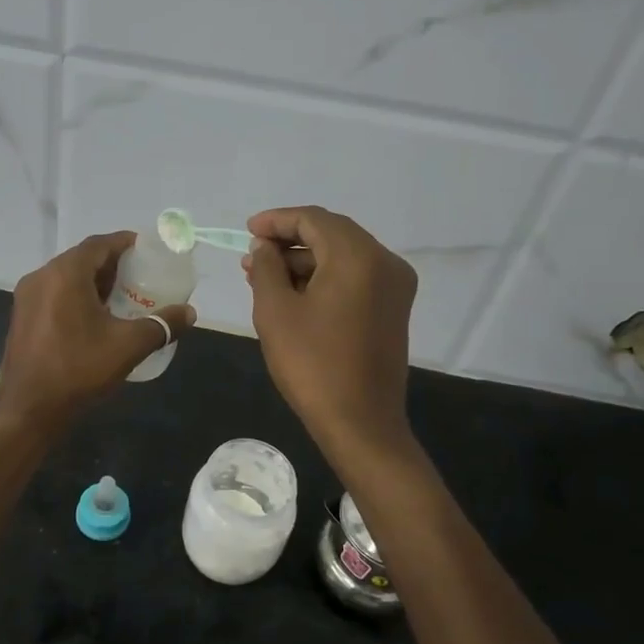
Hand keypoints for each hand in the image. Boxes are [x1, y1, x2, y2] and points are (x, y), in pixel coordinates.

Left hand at [0, 232, 195, 434]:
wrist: (28, 411)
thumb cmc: (78, 370)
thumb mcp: (127, 346)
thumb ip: (161, 325)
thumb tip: (189, 313)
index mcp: (65, 274)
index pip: (99, 244)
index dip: (125, 243)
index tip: (147, 250)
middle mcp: (41, 277)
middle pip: (82, 259)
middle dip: (112, 265)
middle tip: (140, 277)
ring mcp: (27, 298)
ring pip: (67, 278)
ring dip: (94, 282)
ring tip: (123, 298)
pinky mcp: (22, 319)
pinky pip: (54, 295)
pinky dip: (77, 297)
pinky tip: (96, 319)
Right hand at [242, 206, 416, 459]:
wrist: (360, 423)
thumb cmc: (312, 365)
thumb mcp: (276, 311)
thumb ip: (266, 267)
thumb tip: (264, 247)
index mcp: (359, 257)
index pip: (314, 220)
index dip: (277, 221)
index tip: (247, 230)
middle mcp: (385, 262)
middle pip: (332, 234)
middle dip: (289, 241)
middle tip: (253, 256)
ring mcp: (395, 286)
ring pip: (343, 256)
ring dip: (305, 261)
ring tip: (265, 277)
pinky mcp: (394, 308)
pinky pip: (356, 276)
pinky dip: (325, 277)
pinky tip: (294, 293)